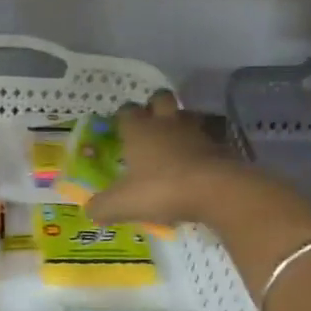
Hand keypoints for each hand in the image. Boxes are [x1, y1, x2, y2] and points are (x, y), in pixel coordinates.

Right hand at [86, 90, 258, 228]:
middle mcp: (166, 123)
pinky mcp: (220, 146)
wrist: (216, 190)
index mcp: (139, 130)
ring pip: (187, 115)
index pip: (127, 111)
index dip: (123, 116)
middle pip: (161, 98)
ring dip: (181, 123)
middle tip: (151, 124)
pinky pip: (209, 139)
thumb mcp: (122, 204)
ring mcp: (196, 132)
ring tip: (176, 142)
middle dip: (155, 106)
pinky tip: (198, 163)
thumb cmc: (161, 190)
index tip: (120, 127)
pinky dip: (202, 147)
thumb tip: (90, 211)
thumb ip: (102, 207)